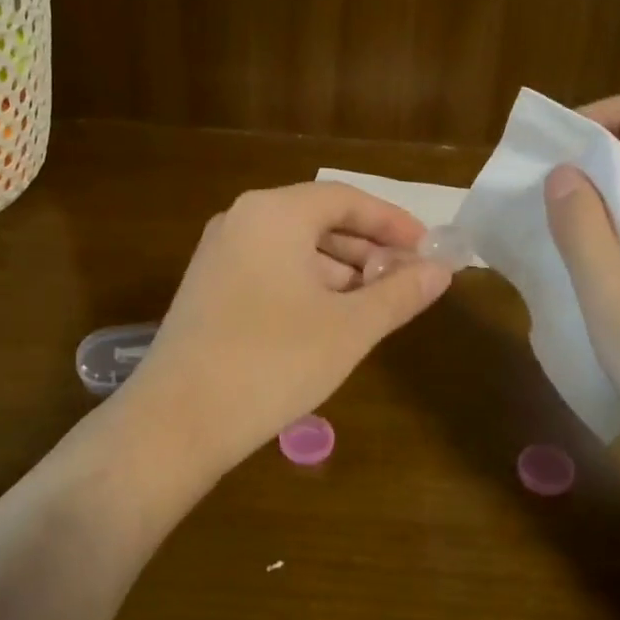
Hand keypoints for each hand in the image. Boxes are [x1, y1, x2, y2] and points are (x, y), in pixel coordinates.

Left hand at [117, 182, 453, 469]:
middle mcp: (241, 221)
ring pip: (294, 248)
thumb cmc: (274, 362)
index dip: (392, 222)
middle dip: (367, 249)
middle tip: (406, 280)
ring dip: (339, 271)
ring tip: (375, 305)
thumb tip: (441, 271)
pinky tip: (330, 320)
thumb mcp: (350, 328)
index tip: (426, 249)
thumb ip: (399, 294)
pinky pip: (270, 269)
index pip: (346, 199)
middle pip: (318, 220)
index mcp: (275, 214)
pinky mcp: (208, 288)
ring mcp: (219, 254)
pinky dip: (307, 285)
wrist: (178, 420)